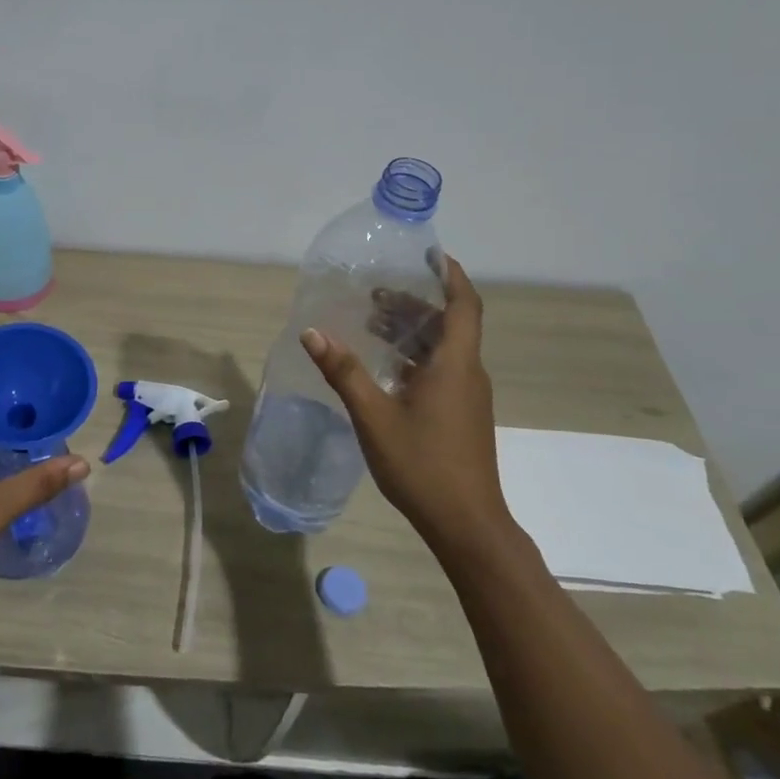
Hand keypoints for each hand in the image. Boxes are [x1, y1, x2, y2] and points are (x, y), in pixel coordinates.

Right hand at [300, 254, 510, 555]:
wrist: (467, 524)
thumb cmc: (423, 465)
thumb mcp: (374, 416)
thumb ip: (343, 372)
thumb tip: (312, 331)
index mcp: (455, 365)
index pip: (463, 304)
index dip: (449, 274)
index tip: (429, 253)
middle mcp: (467, 373)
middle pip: (449, 323)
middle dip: (416, 302)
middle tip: (377, 293)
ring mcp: (467, 396)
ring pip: (444, 348)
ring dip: (413, 330)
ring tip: (373, 323)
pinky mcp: (461, 415)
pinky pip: (441, 369)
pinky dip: (415, 356)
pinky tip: (384, 368)